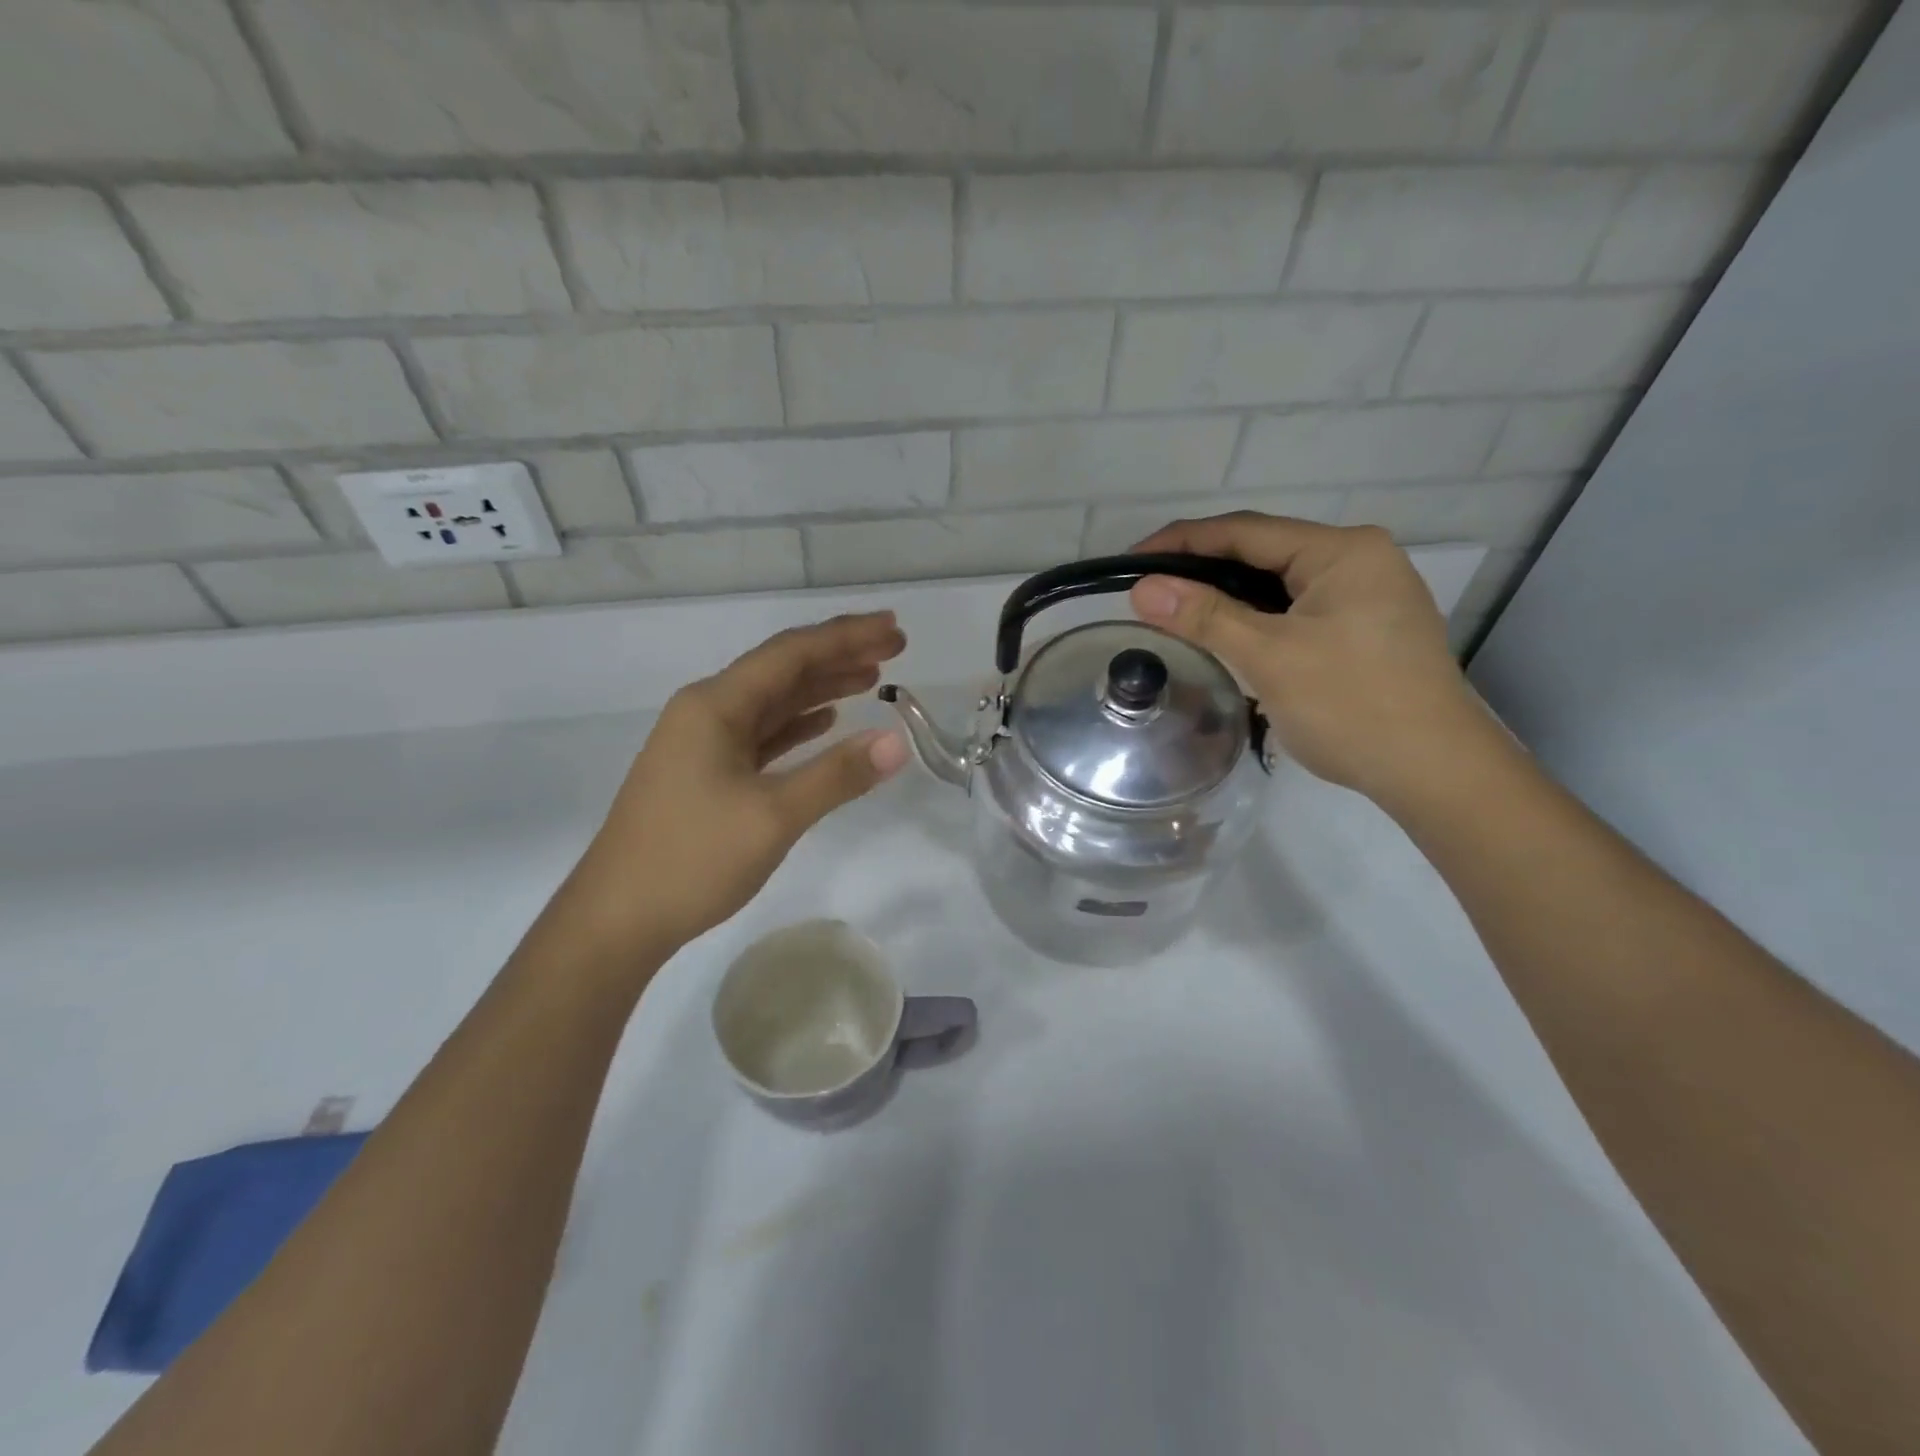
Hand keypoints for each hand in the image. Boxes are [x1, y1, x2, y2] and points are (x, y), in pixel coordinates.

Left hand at [559, 612, 909, 962]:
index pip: (791, 654)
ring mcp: (702, 743)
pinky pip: (761, 734)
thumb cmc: (692, 860)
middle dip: (839, 655)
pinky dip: (797, 725)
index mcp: (715, 705)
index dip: (846, 636)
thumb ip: (837, 775)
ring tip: (871, 679)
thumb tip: (897, 742)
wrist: (616, 920)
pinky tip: (826, 723)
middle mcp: (706, 711)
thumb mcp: (774, 817)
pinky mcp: (705, 773)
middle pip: (782, 670)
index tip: (894, 628)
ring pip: (772, 702)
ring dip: (821, 688)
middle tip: (895, 648)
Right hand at [1128, 513, 1495, 806]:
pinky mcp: (1367, 630)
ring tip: (1178, 613)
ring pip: (1280, 585)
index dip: (1181, 542)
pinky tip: (1230, 637)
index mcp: (1343, 551)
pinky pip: (1297, 611)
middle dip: (1203, 569)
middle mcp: (1360, 561)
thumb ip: (1205, 616)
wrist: (1435, 772)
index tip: (1130, 561)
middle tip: (1149, 591)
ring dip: (1229, 597)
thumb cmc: (1352, 706)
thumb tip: (1142, 588)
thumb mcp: (1270, 657)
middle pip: (1263, 553)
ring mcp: (1368, 597)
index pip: (1245, 531)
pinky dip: (1257, 619)